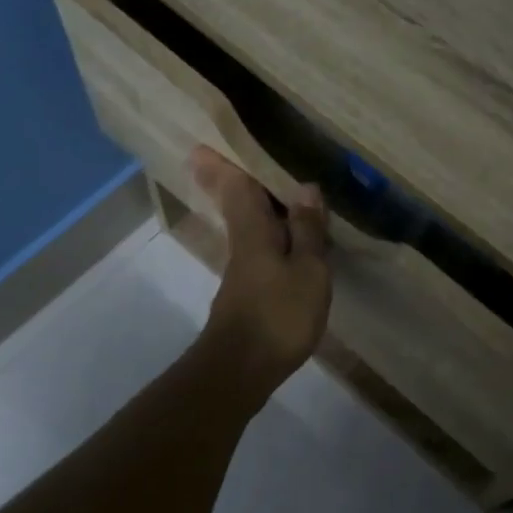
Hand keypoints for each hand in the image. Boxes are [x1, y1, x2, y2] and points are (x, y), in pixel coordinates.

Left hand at [189, 147, 331, 390]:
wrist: (242, 369)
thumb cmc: (278, 314)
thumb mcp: (308, 270)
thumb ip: (308, 230)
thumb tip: (306, 187)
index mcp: (254, 230)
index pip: (237, 186)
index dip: (223, 163)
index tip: (203, 143)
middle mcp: (243, 243)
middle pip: (235, 203)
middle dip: (226, 179)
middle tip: (219, 156)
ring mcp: (243, 270)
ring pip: (246, 225)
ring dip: (250, 204)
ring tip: (270, 188)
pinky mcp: (248, 292)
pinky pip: (258, 247)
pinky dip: (267, 232)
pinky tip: (285, 237)